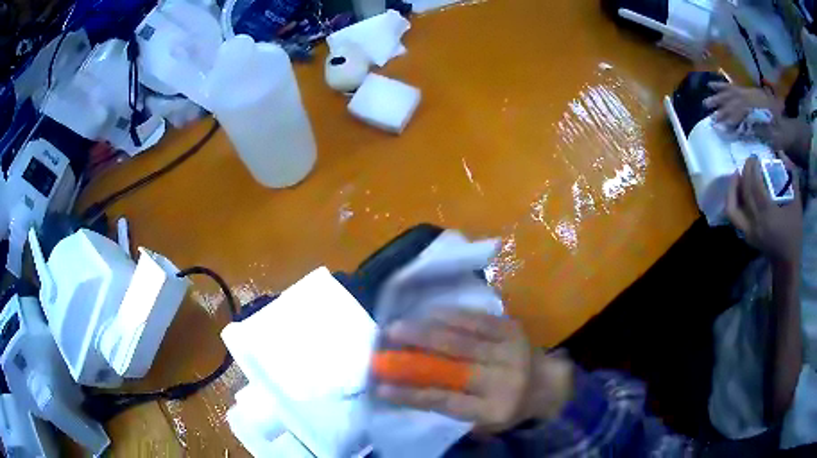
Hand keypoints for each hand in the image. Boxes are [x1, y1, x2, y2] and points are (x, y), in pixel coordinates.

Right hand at [374, 310, 572, 433]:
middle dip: (416, 352)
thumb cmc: (509, 406)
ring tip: (400, 324)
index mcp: (493, 409)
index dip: (412, 395)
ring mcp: (510, 351)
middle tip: (386, 341)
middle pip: (454, 366)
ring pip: (463, 339)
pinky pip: (479, 319)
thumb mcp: (483, 419)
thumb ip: (451, 407)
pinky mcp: (513, 330)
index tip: (380, 387)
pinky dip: (452, 315)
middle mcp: (503, 380)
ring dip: (428, 330)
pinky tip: (431, 311)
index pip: (446, 402)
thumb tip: (408, 390)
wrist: (549, 383)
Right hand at [703, 82, 782, 128]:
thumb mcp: (776, 136)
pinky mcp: (750, 94)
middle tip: (708, 111)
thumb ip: (762, 129)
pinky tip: (713, 87)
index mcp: (760, 106)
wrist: (789, 130)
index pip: (742, 108)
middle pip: (734, 98)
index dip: (730, 116)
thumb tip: (746, 125)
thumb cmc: (783, 137)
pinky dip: (723, 87)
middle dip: (721, 105)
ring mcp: (751, 93)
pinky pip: (735, 88)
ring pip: (732, 92)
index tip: (719, 123)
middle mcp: (753, 96)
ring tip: (706, 101)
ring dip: (719, 96)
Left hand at [726, 154, 802, 265]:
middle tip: (750, 161)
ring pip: (733, 207)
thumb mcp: (797, 203)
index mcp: (768, 214)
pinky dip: (732, 202)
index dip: (753, 168)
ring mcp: (748, 231)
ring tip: (738, 174)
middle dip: (745, 172)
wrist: (786, 262)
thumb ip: (792, 177)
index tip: (756, 157)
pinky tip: (738, 190)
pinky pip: (734, 217)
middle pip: (745, 192)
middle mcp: (755, 222)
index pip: (755, 185)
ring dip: (733, 188)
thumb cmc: (794, 233)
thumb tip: (781, 153)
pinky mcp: (746, 236)